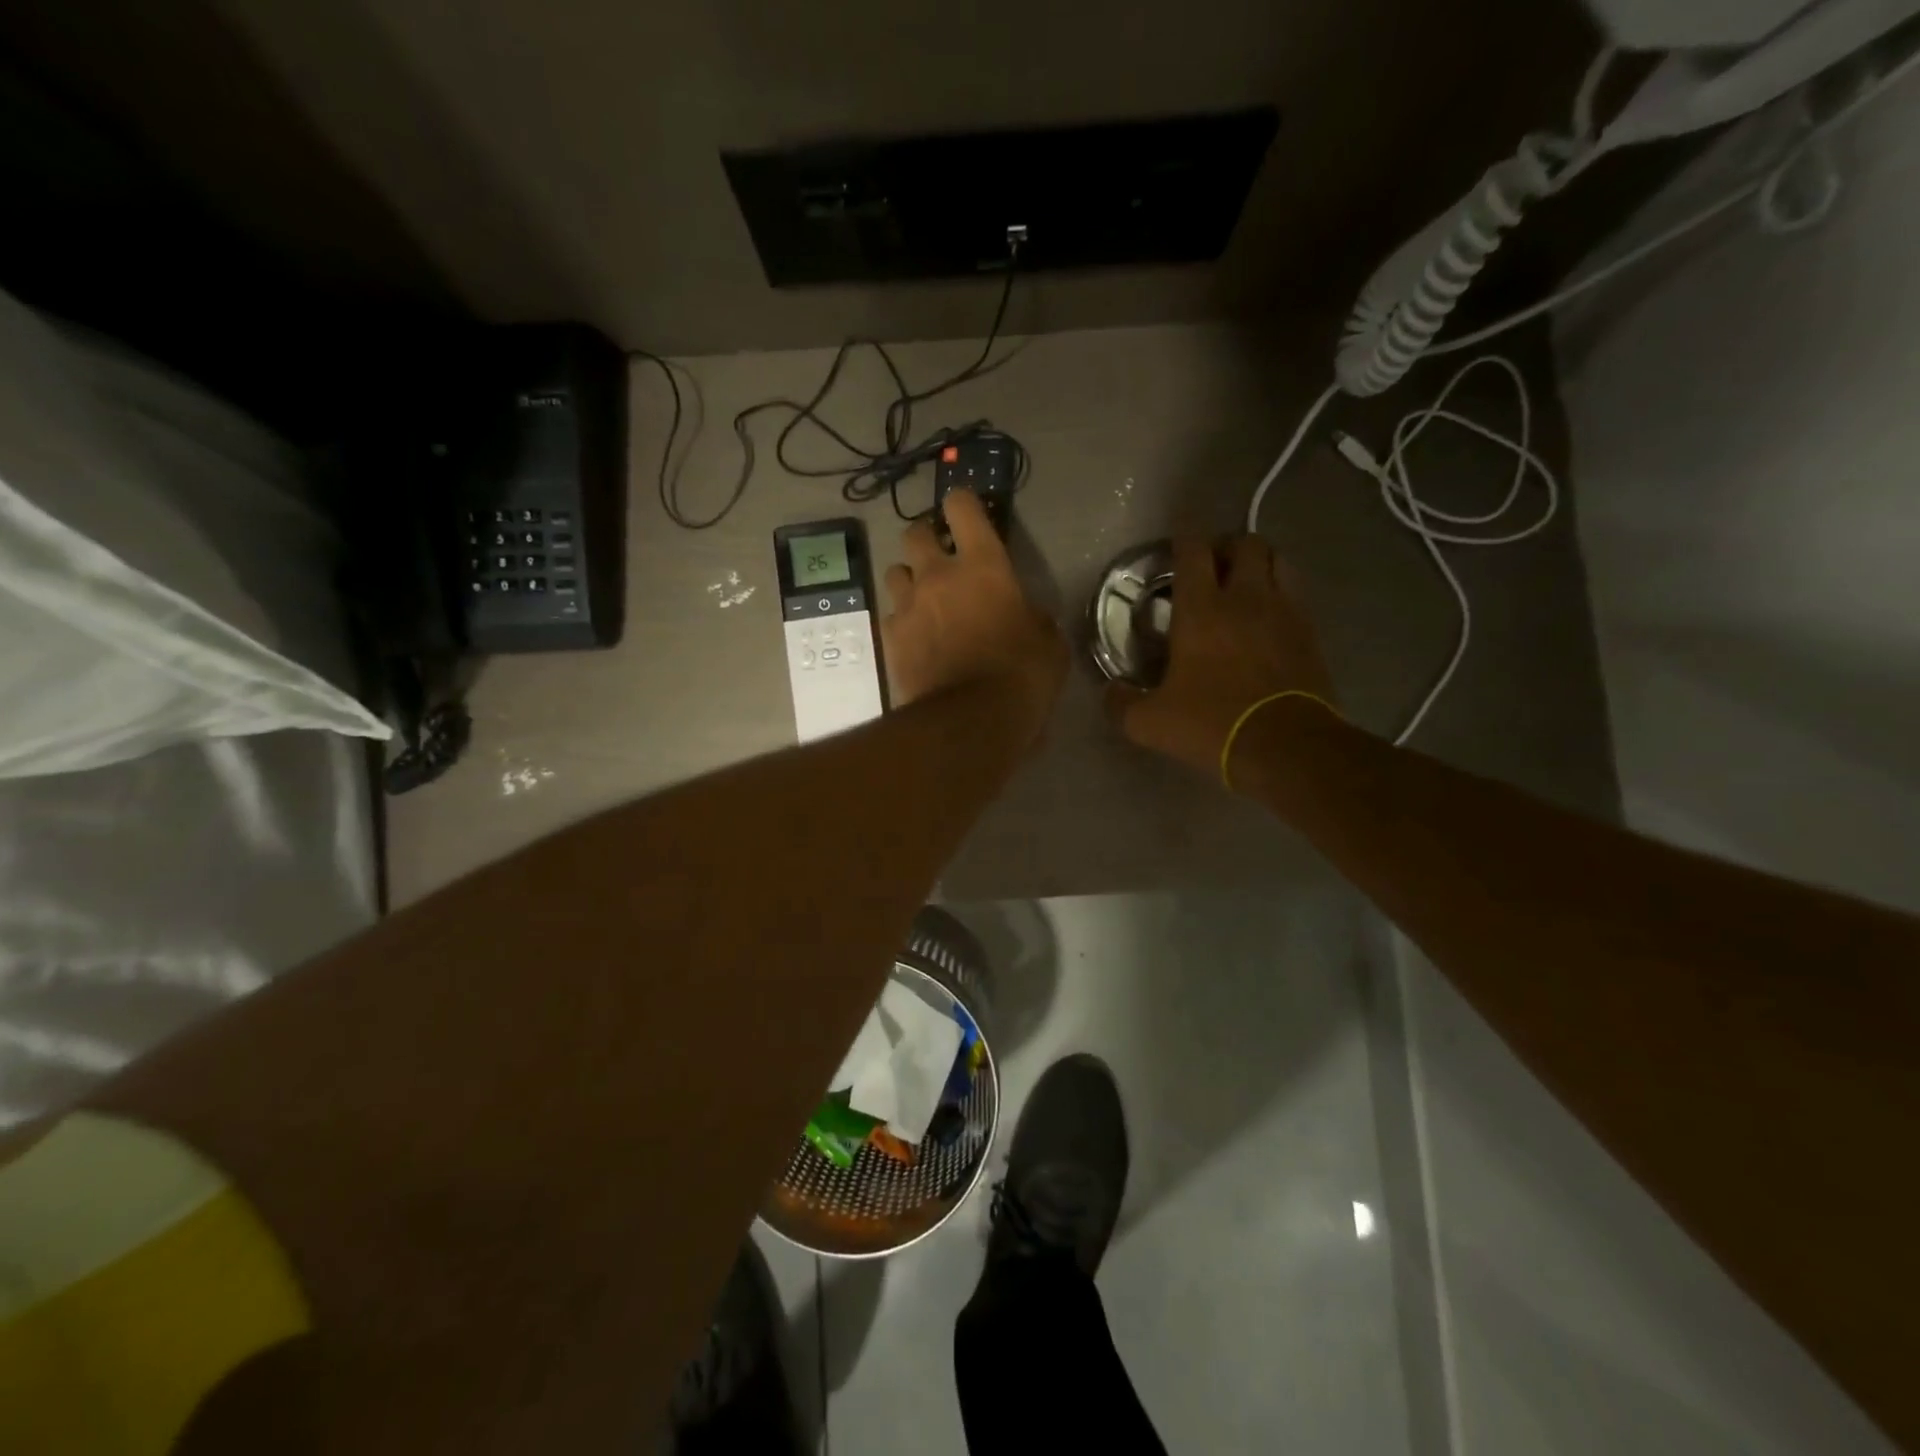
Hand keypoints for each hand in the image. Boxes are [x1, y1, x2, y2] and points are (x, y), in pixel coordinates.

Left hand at [881, 490, 1066, 743]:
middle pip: (914, 533)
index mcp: (983, 566)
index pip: (962, 508)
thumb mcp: (1048, 643)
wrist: (969, 722)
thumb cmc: (1021, 676)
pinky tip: (915, 637)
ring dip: (909, 578)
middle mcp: (938, 575)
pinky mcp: (891, 638)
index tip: (966, 513)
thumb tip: (1026, 617)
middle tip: (940, 556)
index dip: (962, 504)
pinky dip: (902, 620)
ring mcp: (908, 606)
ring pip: (895, 571)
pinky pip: (891, 615)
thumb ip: (1034, 617)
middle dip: (926, 538)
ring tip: (923, 598)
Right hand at [1106, 534, 1337, 781]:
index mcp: (1202, 610)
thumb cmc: (1213, 725)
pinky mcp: (1310, 632)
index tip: (1175, 542)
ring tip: (1244, 583)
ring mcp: (1285, 611)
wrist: (1287, 746)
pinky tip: (1269, 615)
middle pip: (1244, 543)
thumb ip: (1121, 703)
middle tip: (1211, 567)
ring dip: (1259, 563)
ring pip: (1278, 560)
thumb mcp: (1150, 723)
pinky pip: (1296, 593)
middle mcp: (1246, 598)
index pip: (1192, 551)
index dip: (1182, 538)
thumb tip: (1109, 692)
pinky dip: (1281, 592)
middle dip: (1226, 546)